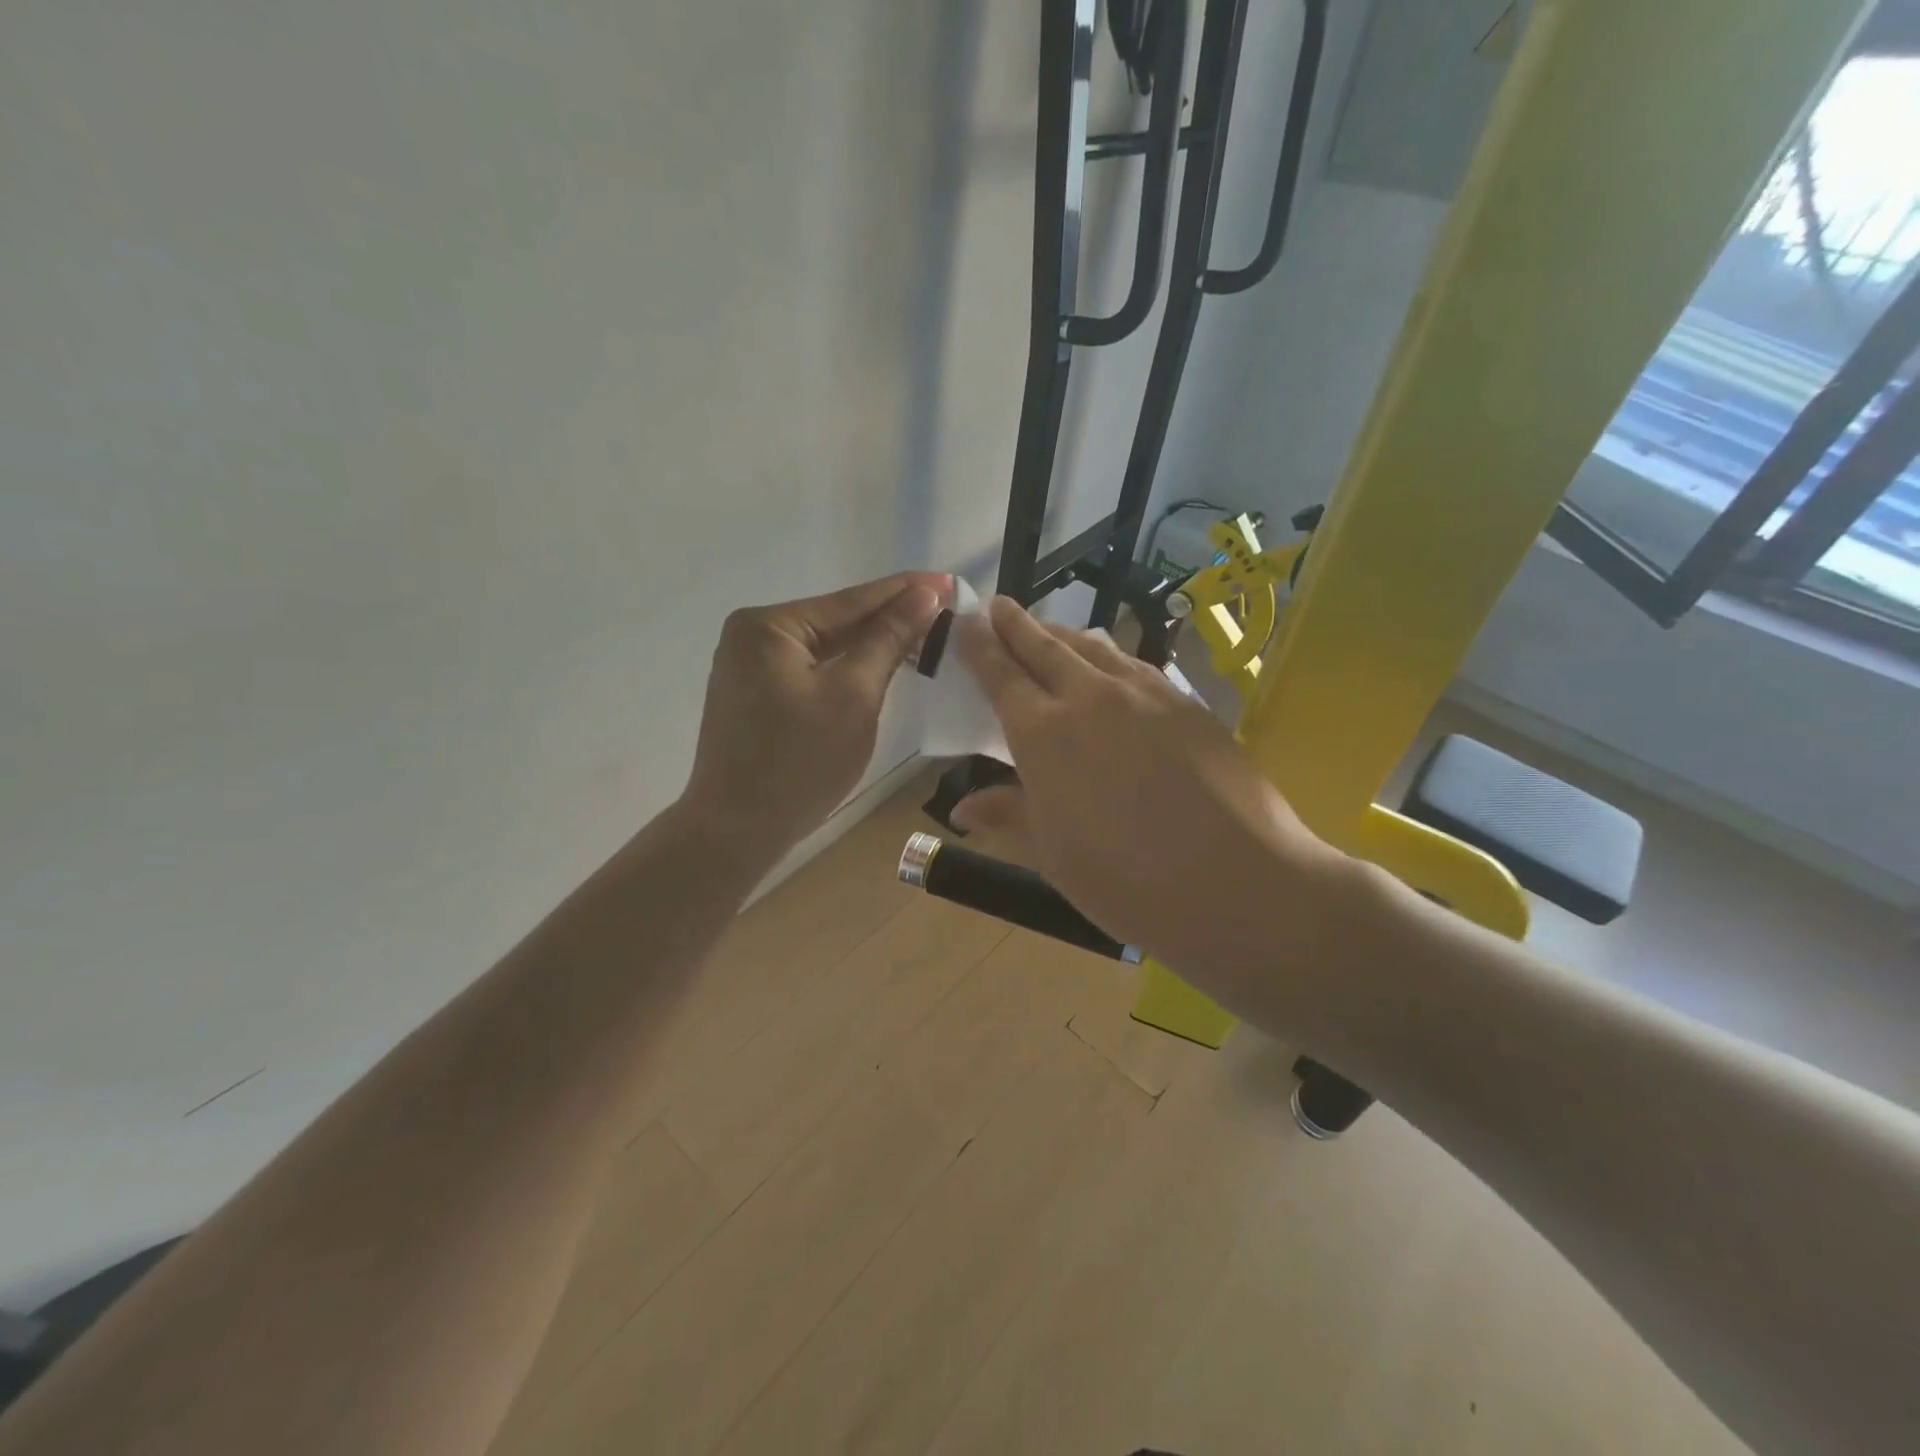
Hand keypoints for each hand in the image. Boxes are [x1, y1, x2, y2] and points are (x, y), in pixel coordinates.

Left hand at [682, 572, 947, 854]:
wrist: (737, 831)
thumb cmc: (800, 762)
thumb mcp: (854, 695)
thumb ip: (888, 640)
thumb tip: (924, 594)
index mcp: (769, 625)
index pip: (851, 601)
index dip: (905, 591)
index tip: (949, 580)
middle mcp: (752, 635)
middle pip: (837, 620)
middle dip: (890, 618)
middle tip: (944, 608)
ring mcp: (749, 666)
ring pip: (826, 647)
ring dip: (871, 645)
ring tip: (924, 632)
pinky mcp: (756, 695)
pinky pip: (811, 670)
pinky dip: (847, 669)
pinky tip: (881, 664)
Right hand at [952, 596, 1348, 997]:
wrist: (1238, 881)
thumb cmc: (1128, 881)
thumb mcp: (1054, 857)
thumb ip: (1009, 817)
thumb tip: (962, 807)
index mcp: (1044, 735)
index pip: (1003, 677)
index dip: (982, 648)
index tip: (967, 622)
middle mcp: (1090, 699)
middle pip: (1046, 648)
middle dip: (1017, 625)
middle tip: (998, 605)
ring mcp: (1144, 695)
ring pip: (1093, 648)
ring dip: (1062, 634)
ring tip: (1048, 628)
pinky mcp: (1186, 703)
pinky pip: (1133, 664)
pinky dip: (1108, 654)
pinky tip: (1111, 663)